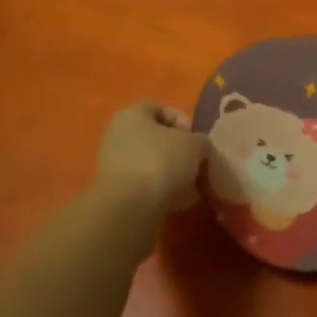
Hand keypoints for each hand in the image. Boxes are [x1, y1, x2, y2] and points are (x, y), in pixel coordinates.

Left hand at [93, 103, 207, 213]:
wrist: (131, 207)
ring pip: (152, 164)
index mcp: (132, 115)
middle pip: (156, 139)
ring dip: (174, 174)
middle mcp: (119, 136)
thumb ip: (201, 142)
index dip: (184, 121)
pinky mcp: (117, 192)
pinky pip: (146, 186)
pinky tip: (181, 202)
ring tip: (194, 188)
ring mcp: (115, 165)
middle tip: (198, 164)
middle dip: (181, 152)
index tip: (199, 139)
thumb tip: (199, 148)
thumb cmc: (162, 161)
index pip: (161, 109)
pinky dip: (163, 192)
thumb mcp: (195, 145)